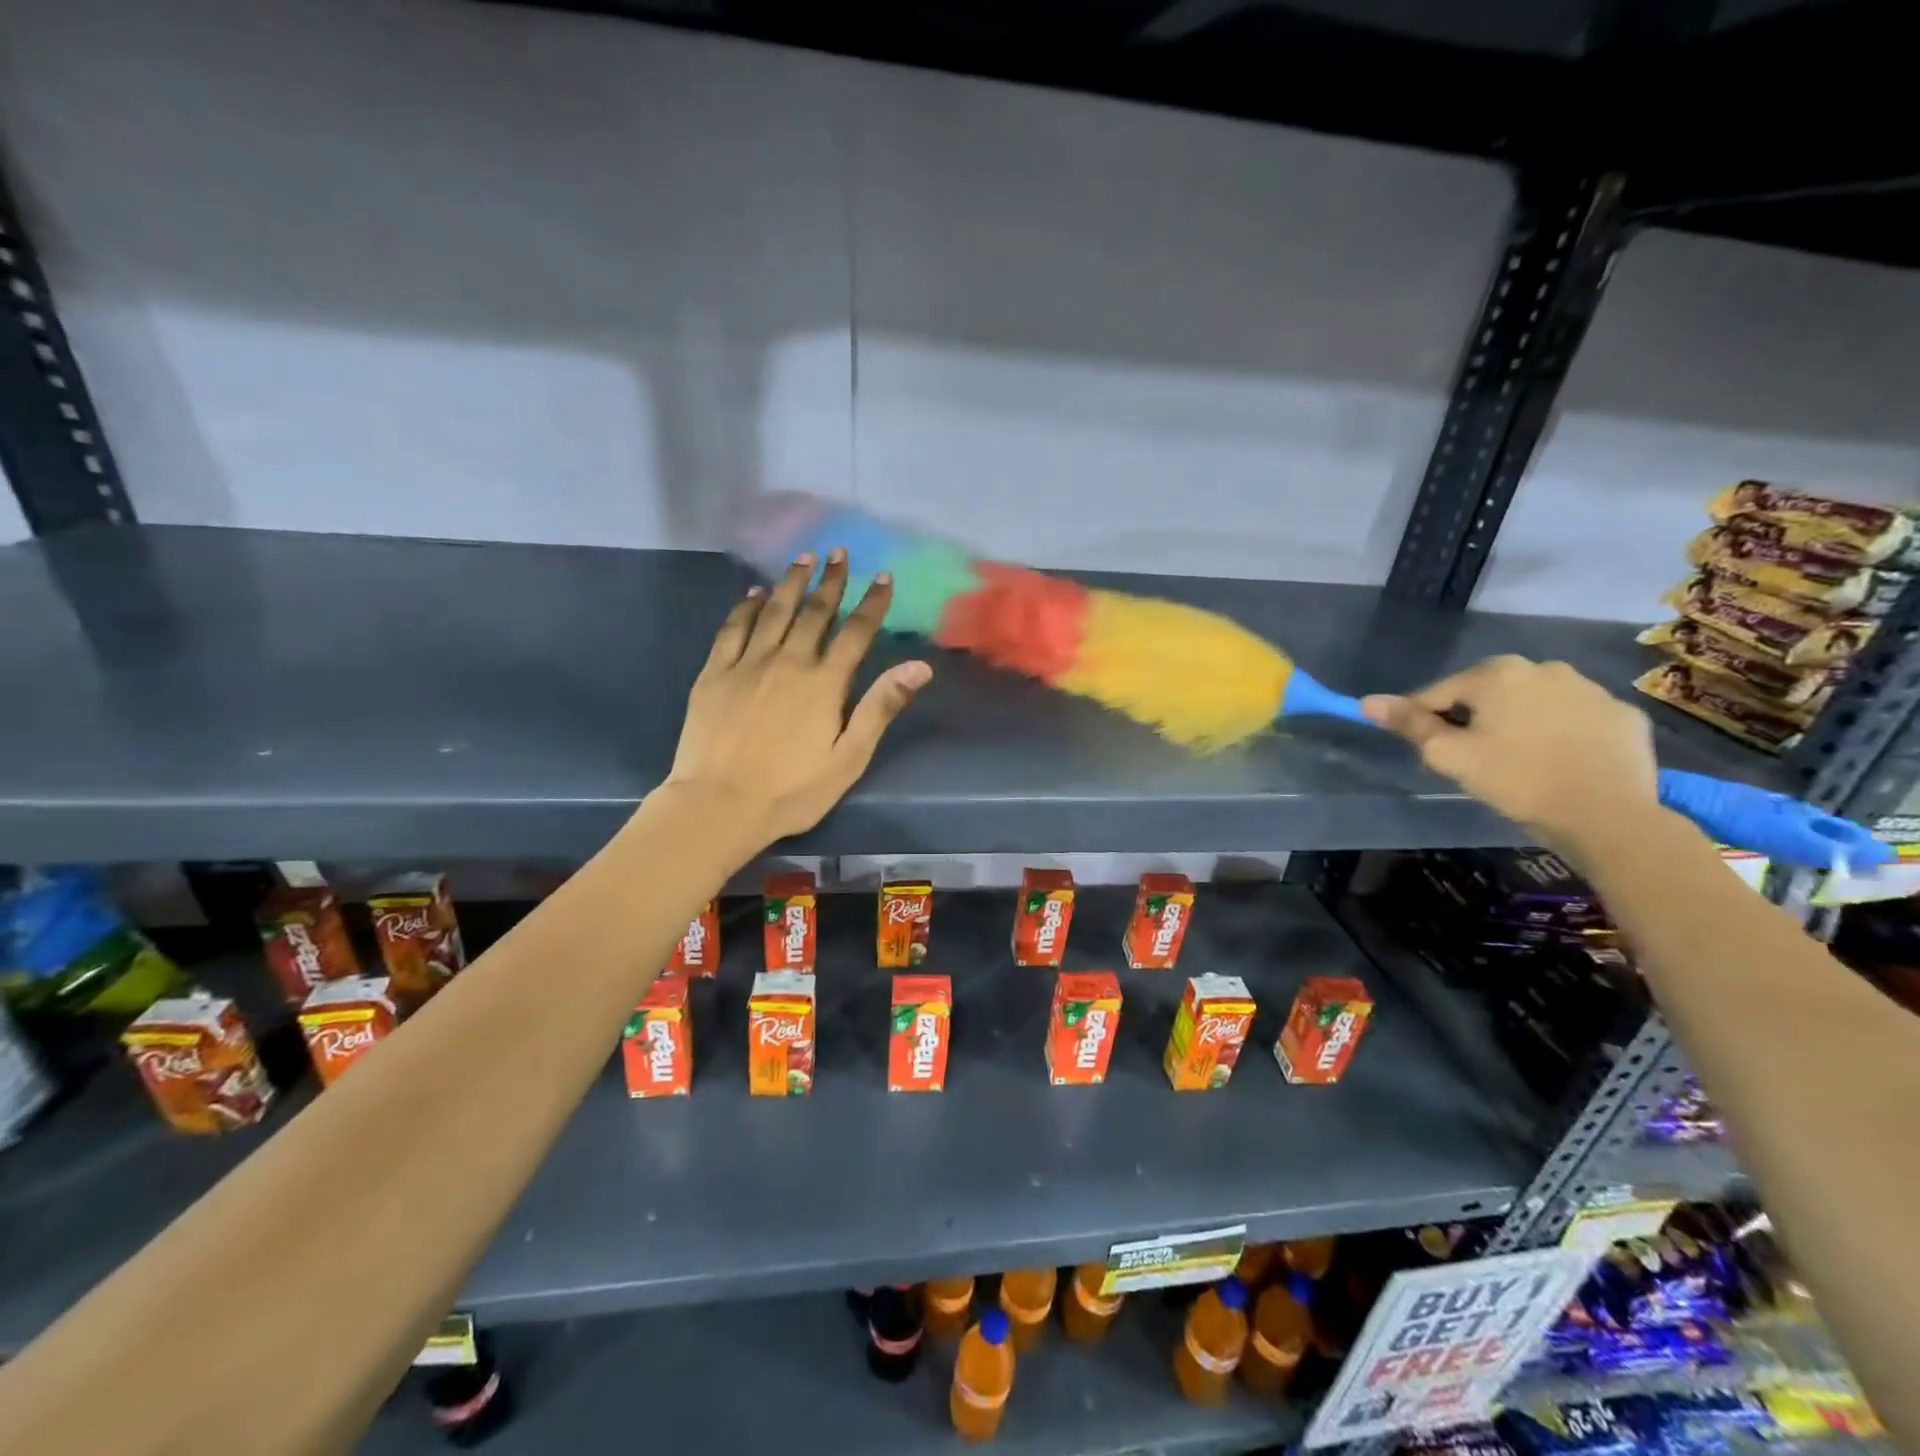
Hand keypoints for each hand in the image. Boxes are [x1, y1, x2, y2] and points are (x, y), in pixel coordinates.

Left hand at [662, 548, 931, 848]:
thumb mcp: (848, 758)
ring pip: (773, 611)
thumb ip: (880, 708)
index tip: (883, 576)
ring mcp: (747, 664)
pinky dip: (746, 607)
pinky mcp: (715, 673)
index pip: (855, 633)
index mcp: (824, 684)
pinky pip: (733, 629)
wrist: (719, 804)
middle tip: (839, 552)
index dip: (872, 603)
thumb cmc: (792, 790)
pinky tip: (754, 593)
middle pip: (814, 613)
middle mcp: (788, 662)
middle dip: (831, 581)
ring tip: (803, 558)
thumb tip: (918, 667)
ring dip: (791, 583)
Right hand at [1361, 656, 1657, 849]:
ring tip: (1517, 760)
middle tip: (1473, 758)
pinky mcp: (1622, 714)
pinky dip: (1560, 732)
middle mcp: (1545, 667)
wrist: (1607, 815)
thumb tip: (1367, 701)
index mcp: (1497, 673)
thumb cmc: (1516, 779)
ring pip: (1533, 702)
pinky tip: (1558, 761)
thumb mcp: (1449, 755)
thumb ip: (1409, 724)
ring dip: (1518, 722)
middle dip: (1474, 718)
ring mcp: (1591, 689)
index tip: (1429, 750)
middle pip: (1488, 693)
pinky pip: (1574, 718)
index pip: (1439, 693)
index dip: (1424, 721)